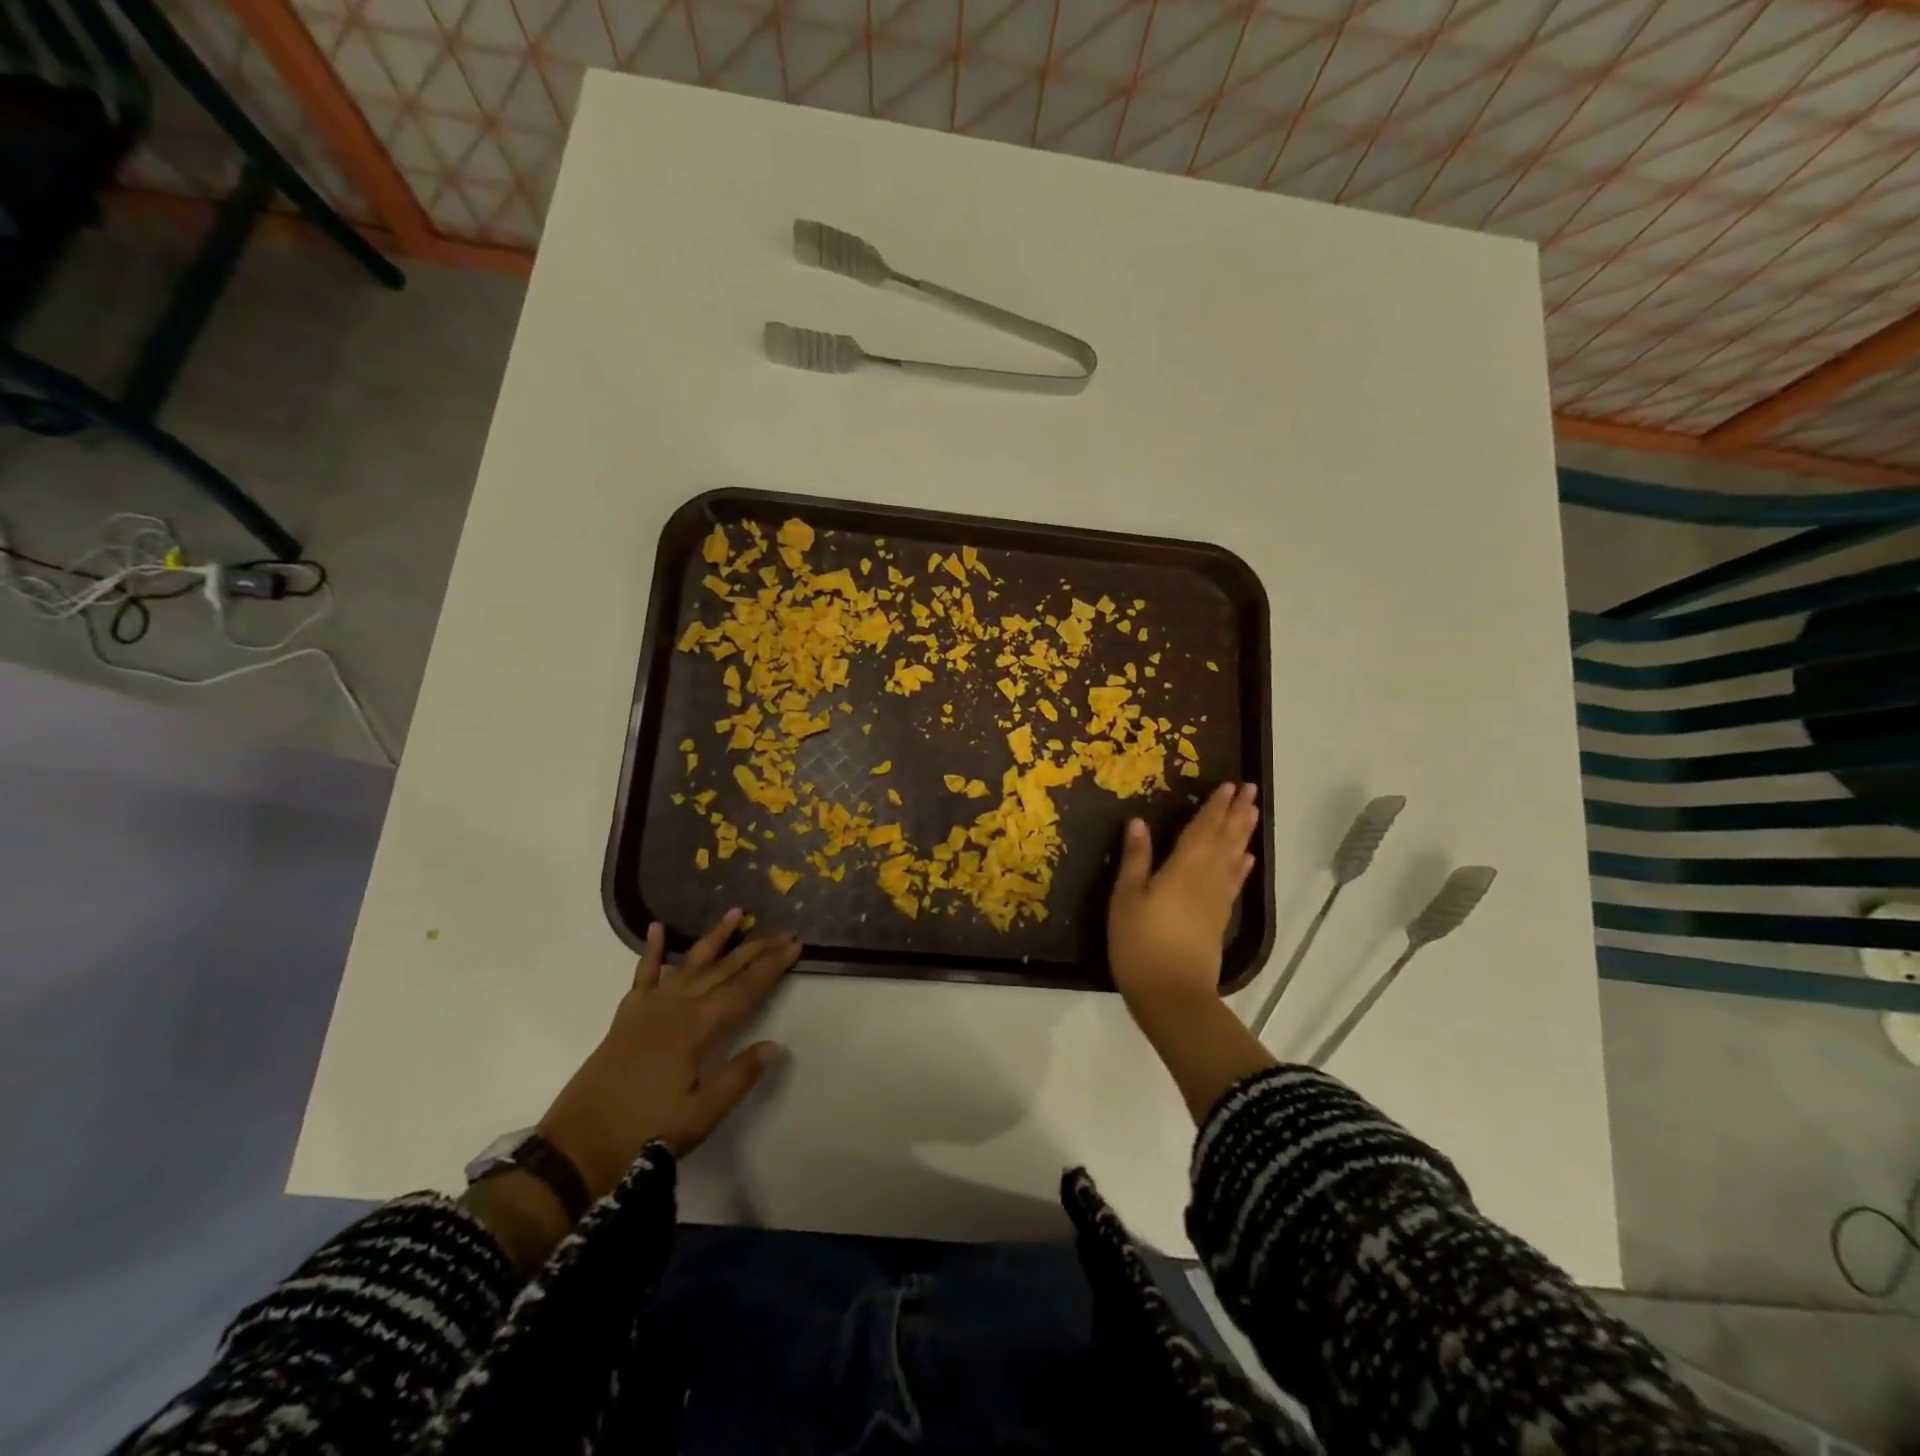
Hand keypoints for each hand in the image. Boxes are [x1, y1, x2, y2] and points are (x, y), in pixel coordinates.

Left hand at [538, 911, 799, 1198]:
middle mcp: (675, 1007)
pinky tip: (658, 928)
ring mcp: (648, 1008)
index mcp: (696, 1028)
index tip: (794, 946)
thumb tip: (775, 1045)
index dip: (771, 967)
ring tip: (737, 913)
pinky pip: (643, 975)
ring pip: (690, 963)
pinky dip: (652, 951)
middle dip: (755, 949)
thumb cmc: (643, 1133)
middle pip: (723, 970)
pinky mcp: (627, 1017)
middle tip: (783, 931)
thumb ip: (739, 1076)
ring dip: (715, 938)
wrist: (575, 1149)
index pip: (744, 989)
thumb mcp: (701, 1115)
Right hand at [1108, 782, 1259, 1018]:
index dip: (1215, 807)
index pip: (1203, 829)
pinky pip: (1234, 883)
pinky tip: (1246, 858)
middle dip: (1237, 813)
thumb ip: (1136, 859)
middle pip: (1225, 839)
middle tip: (1251, 790)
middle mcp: (1206, 878)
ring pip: (1234, 858)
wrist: (1171, 994)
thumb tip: (1139, 822)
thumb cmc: (1140, 943)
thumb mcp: (1125, 898)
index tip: (1228, 785)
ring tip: (1253, 813)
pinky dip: (1242, 867)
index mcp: (1183, 868)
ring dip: (1244, 834)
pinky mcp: (1219, 920)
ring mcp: (1216, 900)